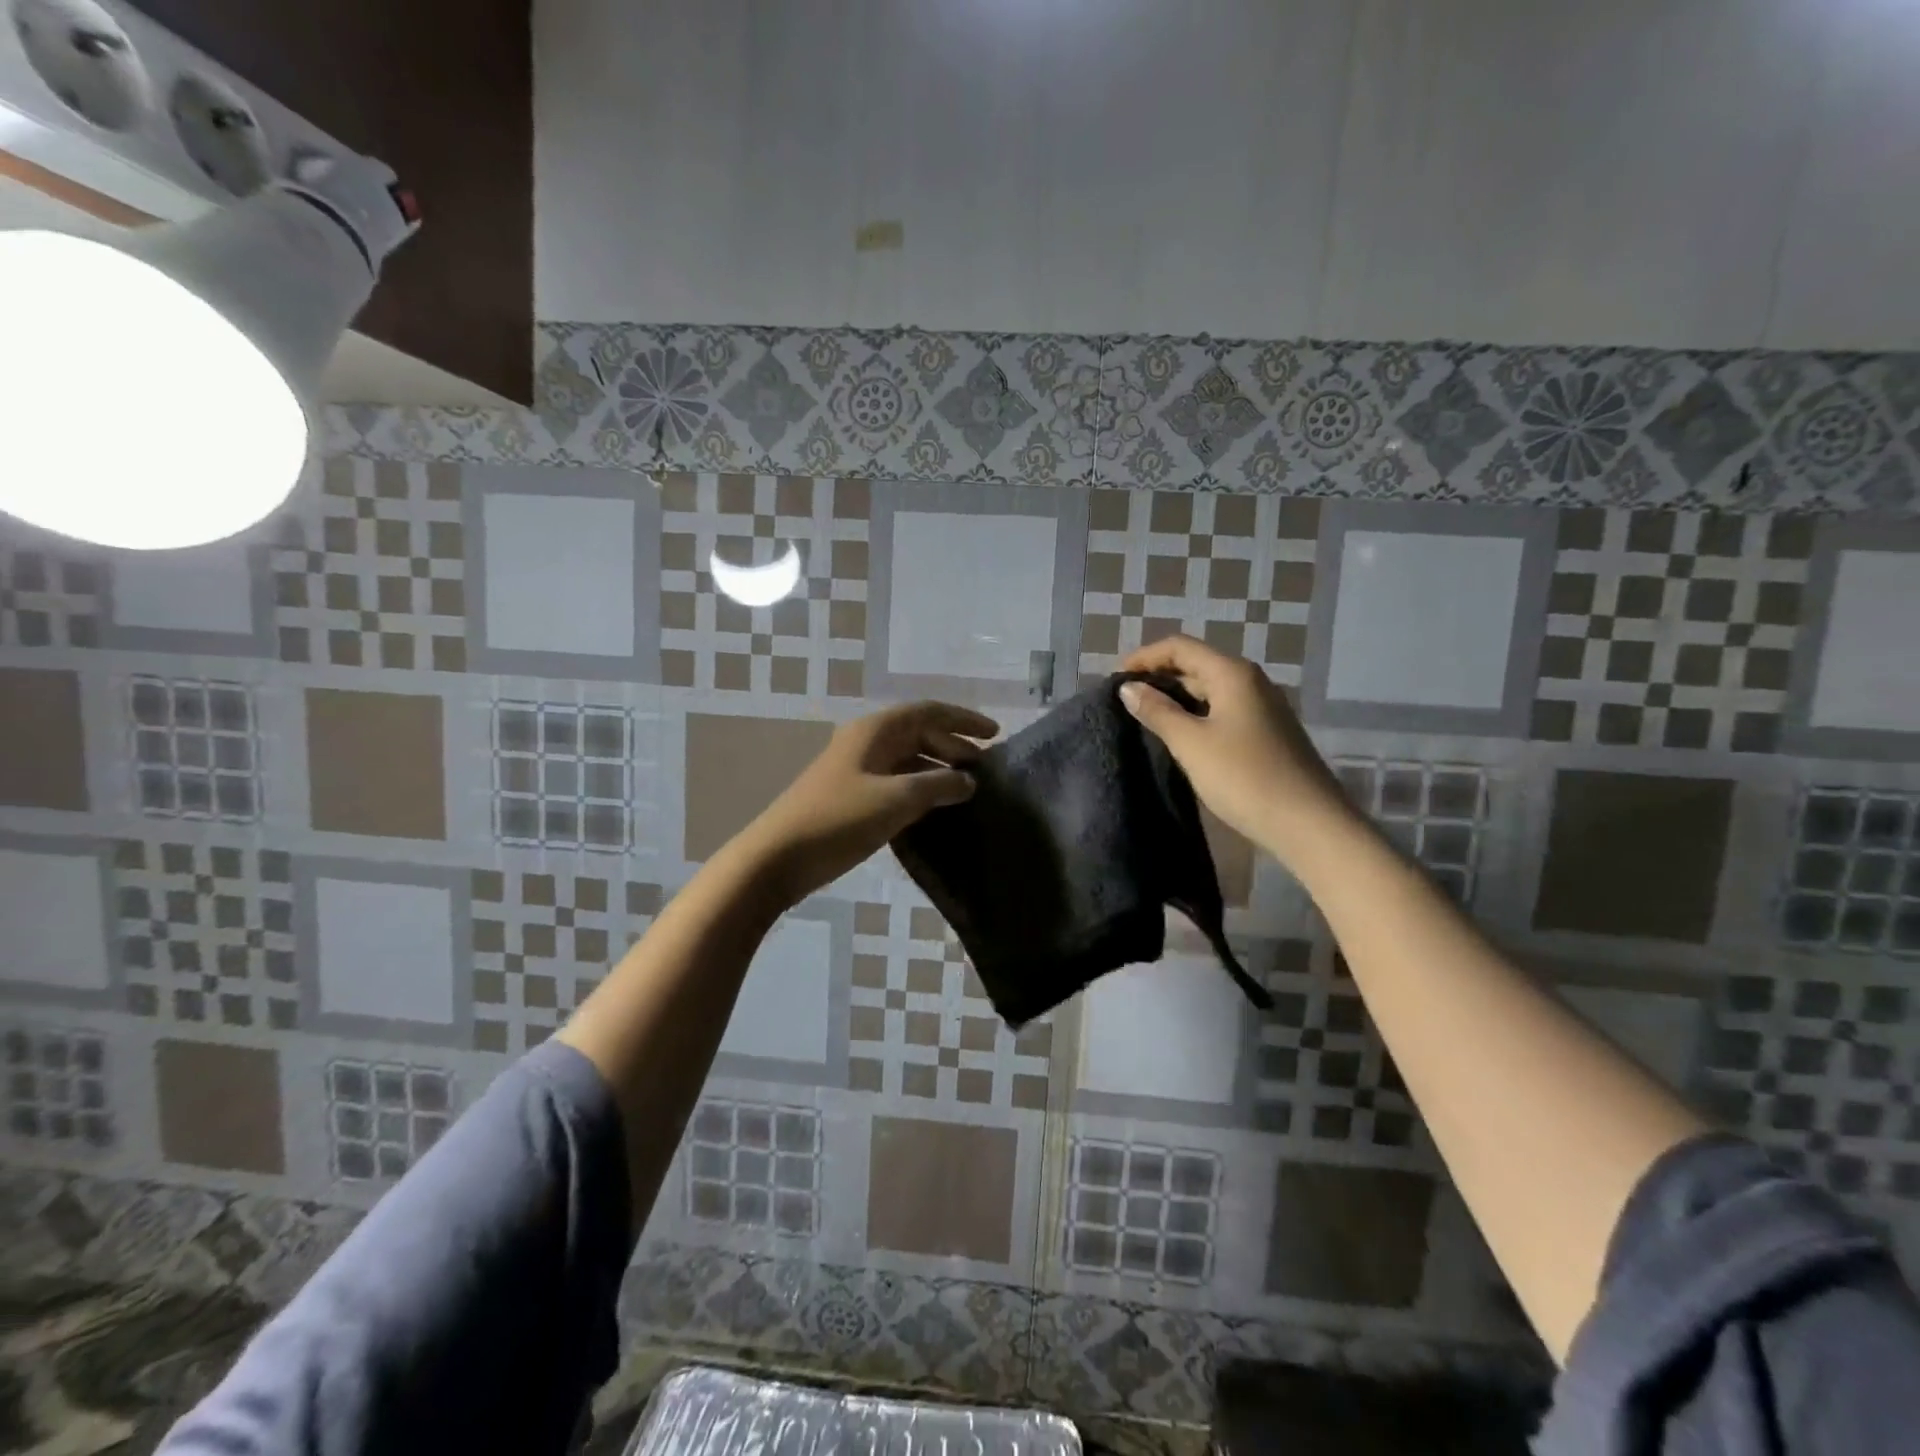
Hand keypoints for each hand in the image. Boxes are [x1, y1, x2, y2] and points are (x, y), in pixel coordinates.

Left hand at [738, 701, 998, 905]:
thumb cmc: (838, 819)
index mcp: (875, 731)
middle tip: (983, 769)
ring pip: (907, 760)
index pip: (928, 712)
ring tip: (966, 789)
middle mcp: (866, 743)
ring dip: (937, 769)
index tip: (995, 735)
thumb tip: (968, 781)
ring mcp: (856, 770)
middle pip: (918, 733)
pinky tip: (935, 809)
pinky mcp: (851, 797)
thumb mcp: (896, 800)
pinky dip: (919, 790)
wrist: (778, 857)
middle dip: (952, 746)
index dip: (963, 719)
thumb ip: (938, 786)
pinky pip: (895, 783)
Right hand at [1119, 635, 1347, 863]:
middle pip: (1196, 664)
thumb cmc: (1244, 777)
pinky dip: (1195, 714)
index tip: (1115, 678)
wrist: (1308, 823)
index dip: (1144, 657)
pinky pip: (1222, 710)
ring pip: (1209, 689)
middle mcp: (1250, 681)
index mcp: (1232, 673)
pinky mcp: (1266, 732)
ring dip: (1176, 697)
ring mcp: (1262, 707)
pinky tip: (1179, 736)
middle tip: (1126, 699)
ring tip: (1145, 717)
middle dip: (1159, 676)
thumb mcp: (1191, 743)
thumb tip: (1129, 688)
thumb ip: (1157, 712)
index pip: (1180, 647)